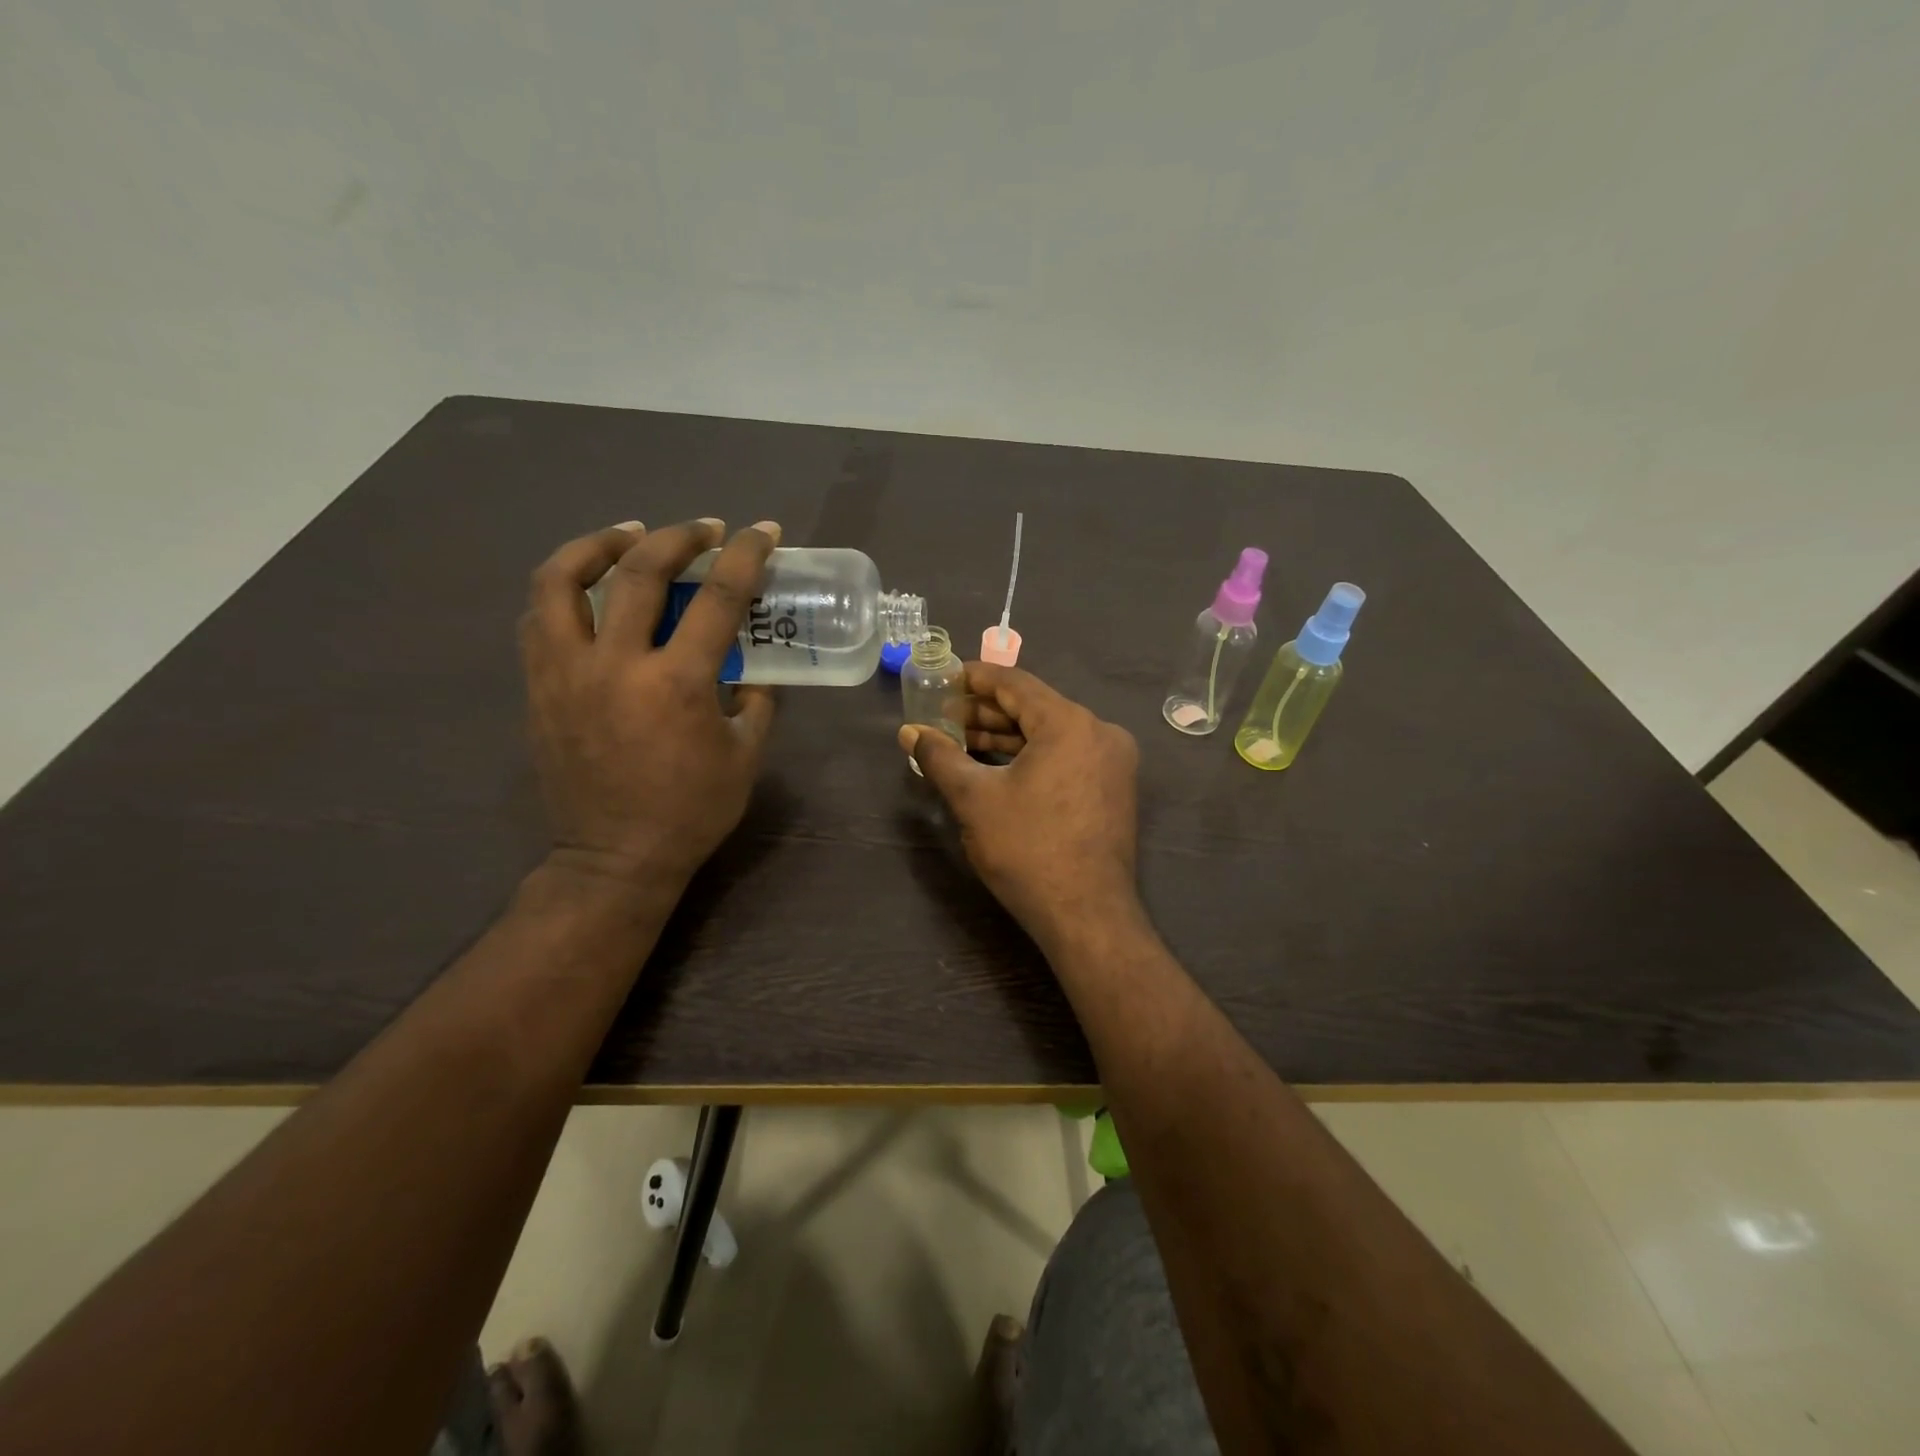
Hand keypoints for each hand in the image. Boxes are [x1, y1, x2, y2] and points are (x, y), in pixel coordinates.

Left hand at [521, 518, 778, 895]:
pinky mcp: (539, 688)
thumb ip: (756, 704)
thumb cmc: (691, 812)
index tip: (762, 531)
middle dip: (677, 536)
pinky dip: (564, 590)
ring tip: (627, 536)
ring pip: (561, 582)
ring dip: (598, 545)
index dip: (745, 555)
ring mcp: (566, 673)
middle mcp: (617, 665)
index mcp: (678, 684)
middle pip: (638, 572)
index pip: (717, 598)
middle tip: (702, 528)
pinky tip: (588, 590)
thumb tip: (753, 672)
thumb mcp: (745, 758)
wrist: (613, 858)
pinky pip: (539, 620)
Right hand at [899, 663, 1141, 953]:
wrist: (1086, 915)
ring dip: (1006, 737)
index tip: (946, 677)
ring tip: (960, 742)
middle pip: (1034, 708)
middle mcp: (1099, 733)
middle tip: (944, 716)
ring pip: (1050, 735)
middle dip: (986, 712)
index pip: (1016, 684)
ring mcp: (1111, 762)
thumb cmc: (1028, 850)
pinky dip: (1030, 757)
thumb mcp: (974, 799)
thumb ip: (940, 757)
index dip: (976, 678)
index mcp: (1070, 723)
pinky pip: (1065, 757)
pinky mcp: (1112, 789)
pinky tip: (995, 766)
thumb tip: (909, 732)